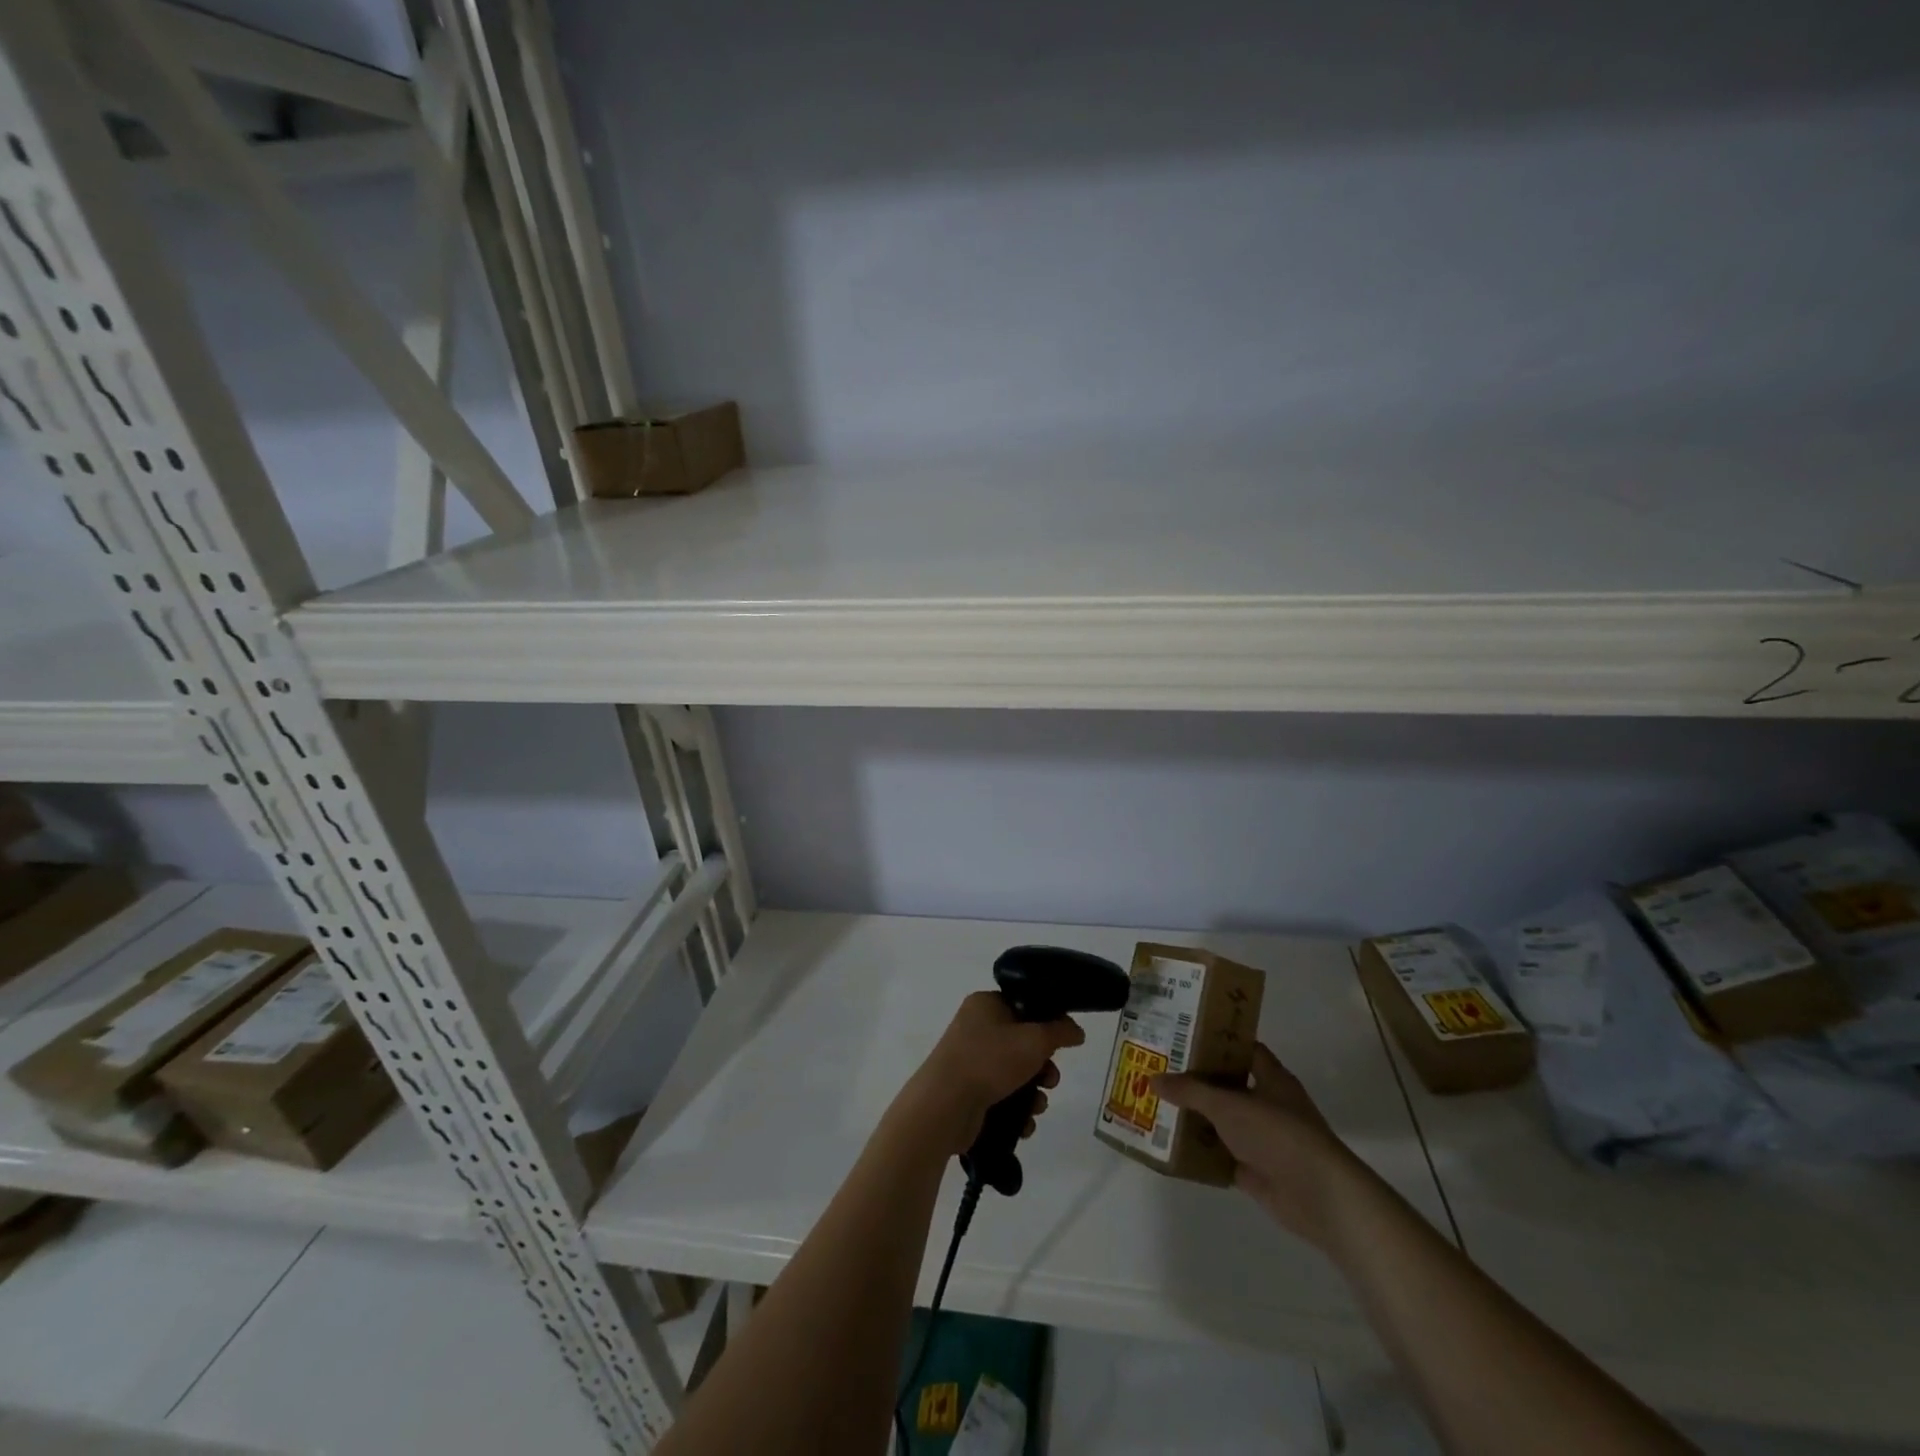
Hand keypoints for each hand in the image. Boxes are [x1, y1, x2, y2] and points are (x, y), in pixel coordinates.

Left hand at [902, 992, 1084, 1155]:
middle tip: (1051, 1078)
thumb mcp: (1033, 1040)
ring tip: (1038, 1105)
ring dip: (1033, 1090)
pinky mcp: (969, 1091)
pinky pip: (1002, 1095)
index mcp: (986, 1004)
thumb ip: (1060, 1032)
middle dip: (1044, 1065)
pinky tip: (1025, 1123)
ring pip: (1015, 1072)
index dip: (1047, 1021)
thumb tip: (1076, 1030)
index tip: (1064, 1039)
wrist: (945, 1106)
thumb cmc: (989, 1060)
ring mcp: (970, 1060)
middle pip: (1023, 1042)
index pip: (1024, 1005)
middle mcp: (976, 1028)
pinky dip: (1017, 1109)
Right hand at [1153, 1043, 1366, 1253]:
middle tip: (1160, 1070)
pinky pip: (1222, 1155)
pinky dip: (1202, 1152)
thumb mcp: (1228, 1105)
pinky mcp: (1257, 1169)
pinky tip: (1173, 1146)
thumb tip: (1152, 1079)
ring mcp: (1264, 1138)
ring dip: (1197, 1118)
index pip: (1242, 1049)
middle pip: (1228, 1085)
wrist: (1319, 1196)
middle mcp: (1269, 1104)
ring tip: (1158, 1105)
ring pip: (1223, 1121)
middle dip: (1197, 1080)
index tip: (1182, 1036)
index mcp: (1271, 1077)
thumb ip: (1190, 1092)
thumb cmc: (1277, 1134)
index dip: (1215, 1041)